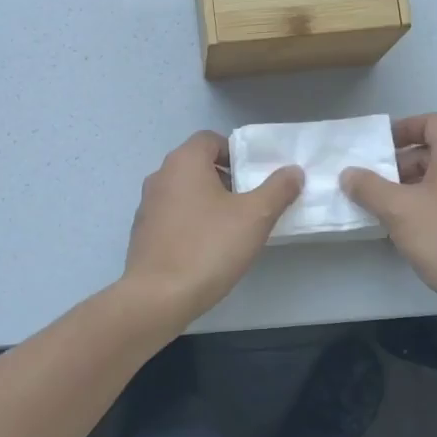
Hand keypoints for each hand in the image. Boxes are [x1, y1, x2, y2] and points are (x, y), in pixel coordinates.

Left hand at [123, 131, 303, 324]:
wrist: (157, 297)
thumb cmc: (208, 248)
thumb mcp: (255, 217)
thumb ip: (278, 189)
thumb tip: (293, 171)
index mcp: (184, 162)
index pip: (210, 139)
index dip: (235, 152)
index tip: (254, 176)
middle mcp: (160, 176)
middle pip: (197, 164)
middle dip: (225, 178)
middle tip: (250, 202)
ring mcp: (147, 205)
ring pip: (184, 191)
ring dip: (208, 201)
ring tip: (232, 228)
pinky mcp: (142, 233)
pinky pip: (173, 216)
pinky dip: (191, 222)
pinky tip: (207, 248)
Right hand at [341, 114, 436, 335]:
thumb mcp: (400, 210)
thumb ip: (369, 188)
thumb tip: (349, 174)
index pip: (434, 123)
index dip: (405, 127)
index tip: (378, 147)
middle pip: (433, 152)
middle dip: (398, 163)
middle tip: (370, 182)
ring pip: (436, 182)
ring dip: (406, 189)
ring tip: (379, 209)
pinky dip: (421, 210)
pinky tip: (403, 233)